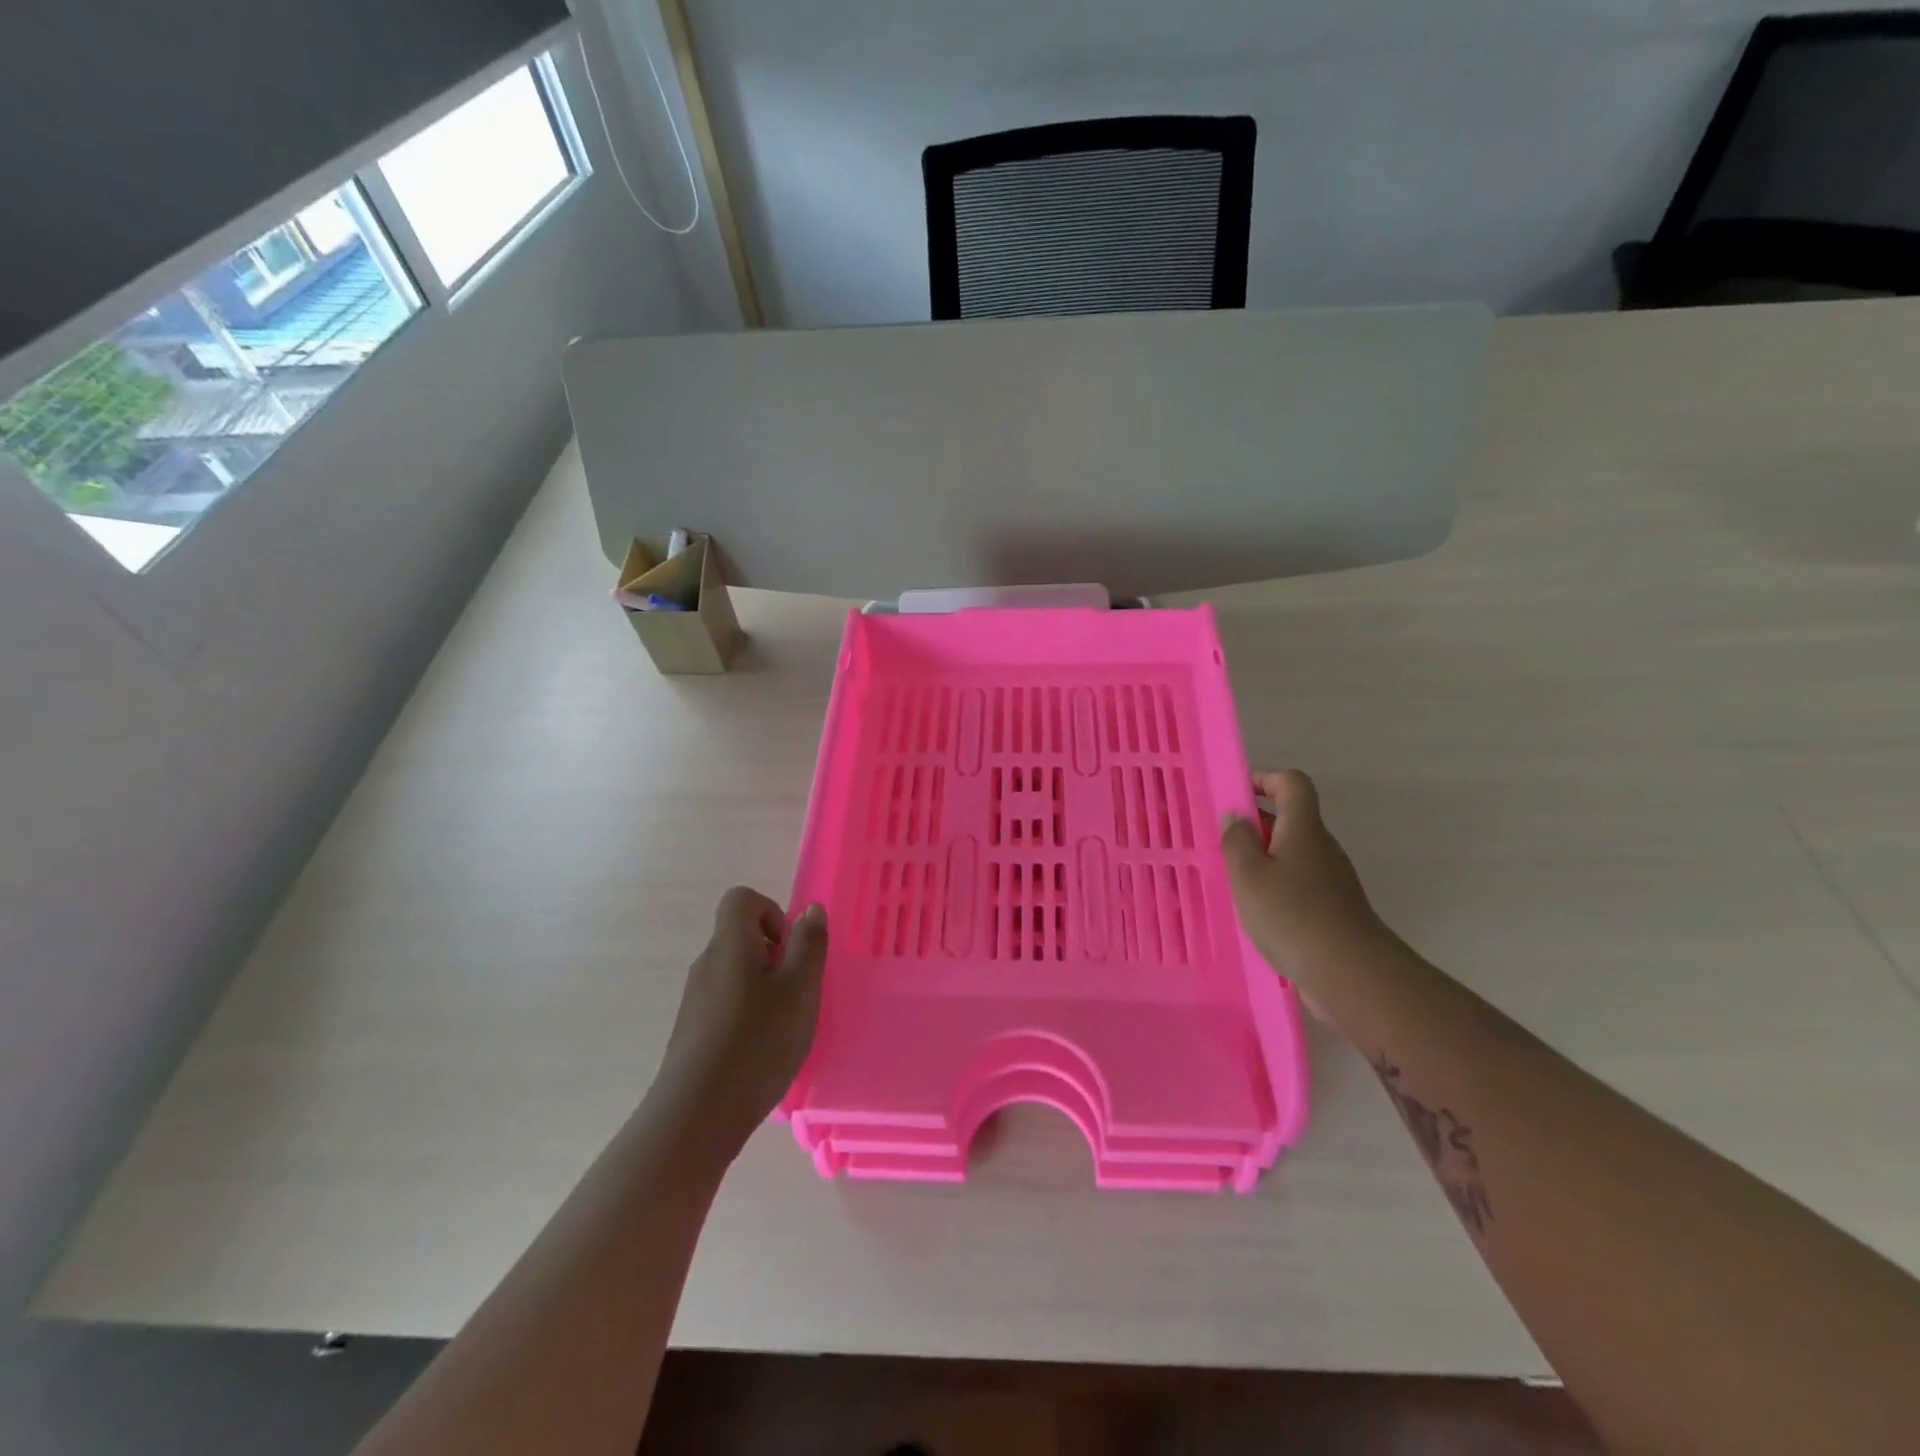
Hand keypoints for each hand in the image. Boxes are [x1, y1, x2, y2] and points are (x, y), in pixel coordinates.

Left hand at [651, 887, 827, 1156]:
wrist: (695, 1115)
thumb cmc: (757, 1042)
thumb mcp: (799, 989)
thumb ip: (809, 945)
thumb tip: (810, 909)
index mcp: (730, 944)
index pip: (742, 899)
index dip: (772, 912)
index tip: (790, 949)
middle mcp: (707, 964)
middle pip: (740, 937)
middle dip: (775, 955)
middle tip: (797, 991)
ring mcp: (696, 999)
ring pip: (735, 973)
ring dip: (764, 987)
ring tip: (783, 1026)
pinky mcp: (692, 1031)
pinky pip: (726, 1004)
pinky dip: (748, 1014)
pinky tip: (762, 1051)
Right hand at [1221, 769, 1387, 997]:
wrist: (1351, 975)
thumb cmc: (1292, 915)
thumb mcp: (1248, 875)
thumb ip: (1236, 841)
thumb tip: (1235, 817)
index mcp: (1303, 829)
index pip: (1293, 783)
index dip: (1266, 778)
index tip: (1237, 793)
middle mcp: (1322, 848)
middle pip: (1290, 820)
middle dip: (1255, 825)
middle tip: (1220, 843)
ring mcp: (1332, 881)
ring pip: (1292, 855)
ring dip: (1262, 860)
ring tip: (1231, 882)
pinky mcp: (1333, 911)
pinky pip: (1299, 885)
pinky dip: (1275, 889)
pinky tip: (1255, 914)